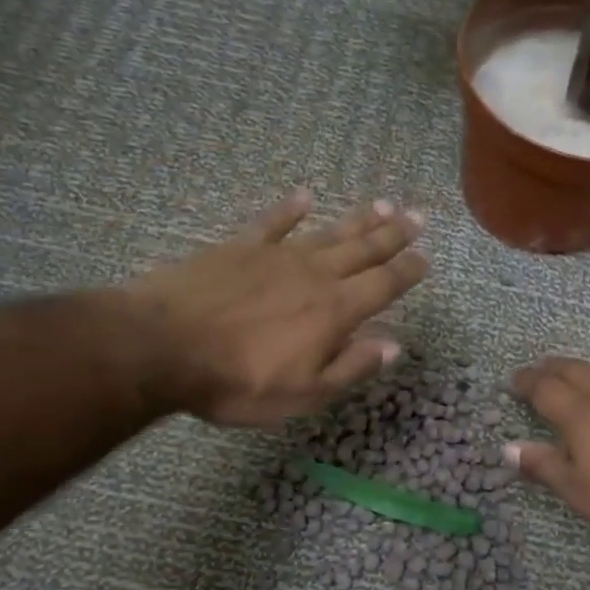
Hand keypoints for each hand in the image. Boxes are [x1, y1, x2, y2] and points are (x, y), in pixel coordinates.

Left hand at [128, 192, 427, 427]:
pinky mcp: (239, 247)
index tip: (426, 257)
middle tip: (418, 215)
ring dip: (356, 219)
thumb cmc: (238, 380)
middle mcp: (314, 275)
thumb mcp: (304, 393)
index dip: (407, 271)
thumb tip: (393, 345)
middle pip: (362, 250)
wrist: (164, 347)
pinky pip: (272, 221)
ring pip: (327, 232)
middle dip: (393, 234)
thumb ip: (351, 366)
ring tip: (382, 203)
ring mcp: (276, 255)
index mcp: (335, 311)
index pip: (383, 285)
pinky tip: (304, 196)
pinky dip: (290, 209)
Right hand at [506, 358, 589, 551]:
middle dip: (551, 368)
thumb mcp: (579, 492)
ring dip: (580, 370)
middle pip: (574, 371)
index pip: (546, 388)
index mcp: (583, 414)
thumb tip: (508, 447)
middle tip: (537, 369)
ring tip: (570, 374)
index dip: (527, 382)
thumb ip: (544, 466)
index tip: (513, 380)